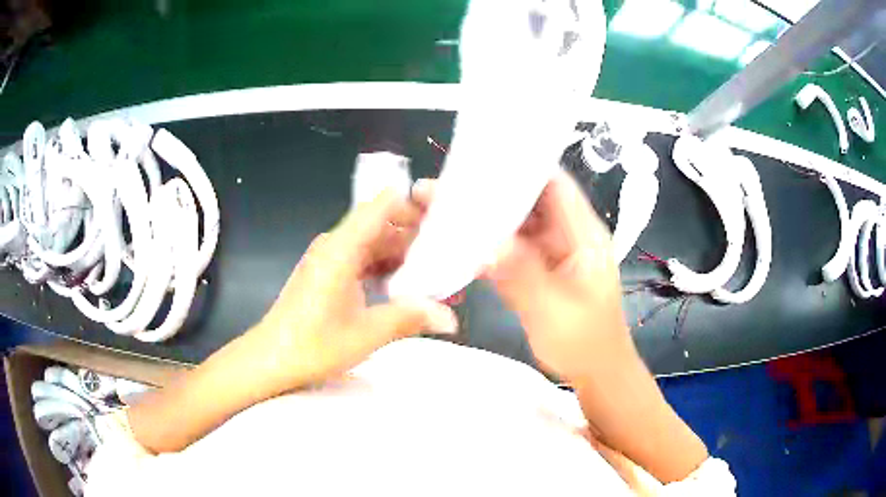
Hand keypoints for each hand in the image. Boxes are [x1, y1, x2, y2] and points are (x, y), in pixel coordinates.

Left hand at [254, 189, 457, 385]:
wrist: (270, 359)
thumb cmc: (314, 344)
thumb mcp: (368, 333)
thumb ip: (411, 318)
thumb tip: (451, 320)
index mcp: (343, 247)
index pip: (382, 205)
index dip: (414, 204)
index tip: (445, 217)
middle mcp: (336, 245)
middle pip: (381, 224)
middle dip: (416, 236)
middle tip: (450, 253)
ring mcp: (329, 259)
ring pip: (373, 244)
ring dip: (402, 256)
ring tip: (434, 273)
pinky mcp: (327, 274)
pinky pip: (362, 260)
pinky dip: (385, 269)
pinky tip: (405, 289)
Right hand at [413, 171, 629, 381]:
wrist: (596, 373)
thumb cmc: (585, 343)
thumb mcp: (554, 311)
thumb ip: (522, 274)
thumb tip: (487, 243)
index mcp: (583, 235)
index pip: (554, 184)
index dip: (522, 167)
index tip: (482, 158)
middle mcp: (567, 235)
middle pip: (530, 200)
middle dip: (492, 192)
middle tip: (447, 186)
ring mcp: (551, 252)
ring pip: (516, 224)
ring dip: (485, 219)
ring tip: (443, 210)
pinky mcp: (538, 270)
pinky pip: (510, 249)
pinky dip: (487, 245)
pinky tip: (457, 244)